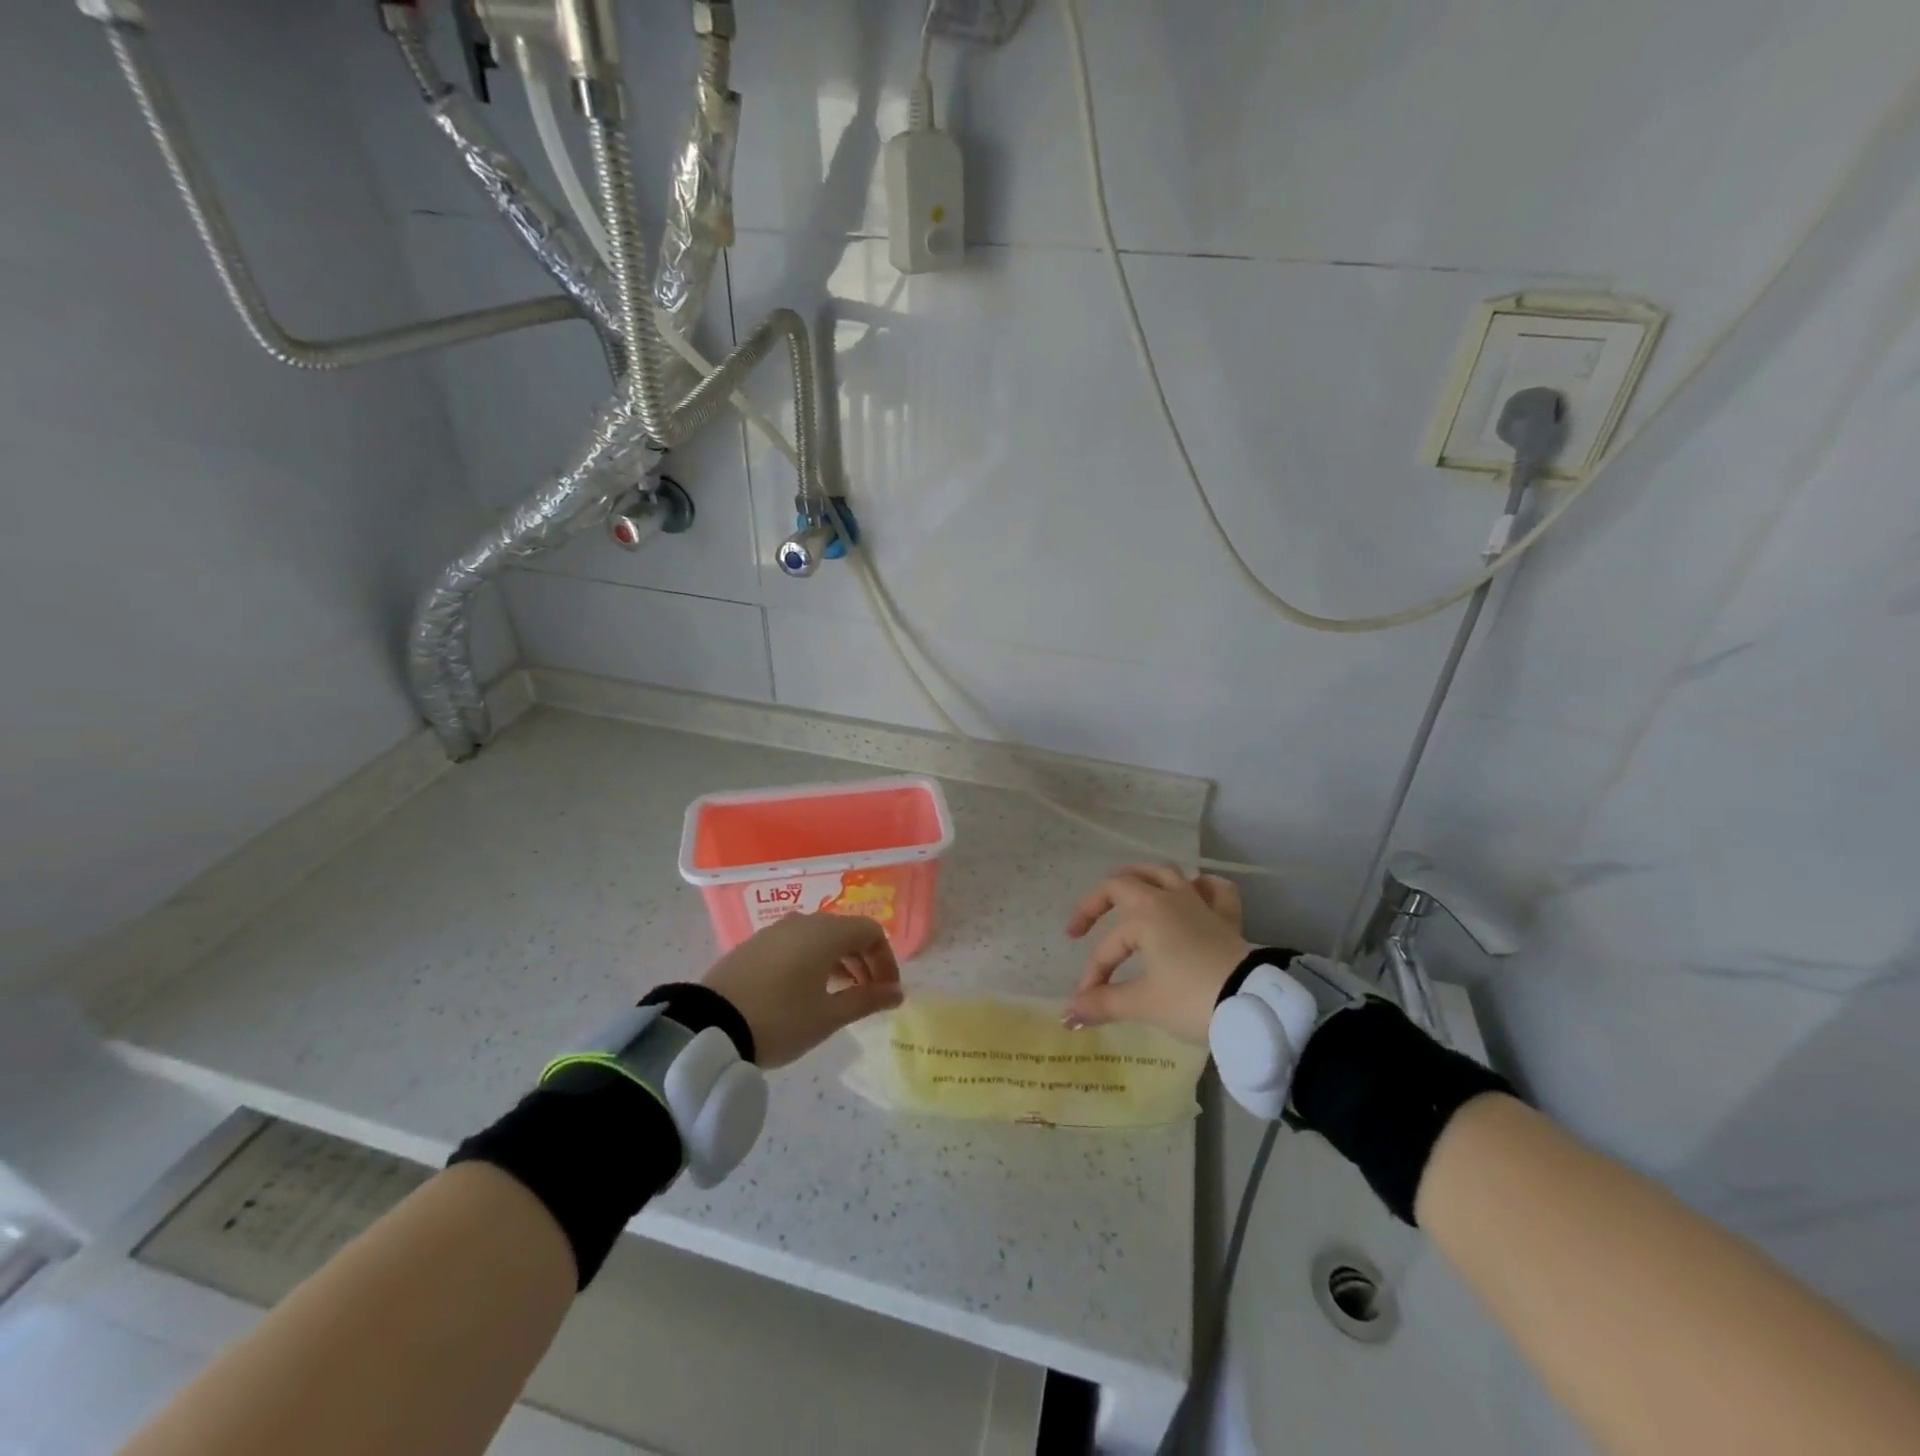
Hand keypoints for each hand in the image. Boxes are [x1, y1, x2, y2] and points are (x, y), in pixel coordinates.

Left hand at [701, 913, 903, 1067]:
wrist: (708, 1025)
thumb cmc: (780, 1019)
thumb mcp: (828, 1016)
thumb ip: (866, 1000)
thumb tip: (896, 993)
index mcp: (826, 932)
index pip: (871, 932)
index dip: (886, 960)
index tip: (887, 992)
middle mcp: (803, 921)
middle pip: (846, 932)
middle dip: (864, 962)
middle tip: (869, 996)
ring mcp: (775, 931)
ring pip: (819, 938)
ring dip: (838, 962)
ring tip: (840, 996)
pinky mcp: (754, 944)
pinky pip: (796, 944)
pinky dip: (812, 961)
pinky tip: (807, 991)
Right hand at [1062, 865, 1252, 1043]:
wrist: (1254, 1006)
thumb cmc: (1192, 999)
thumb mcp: (1143, 1004)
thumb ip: (1103, 1004)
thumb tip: (1067, 1014)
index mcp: (1144, 915)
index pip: (1107, 946)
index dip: (1093, 974)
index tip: (1087, 1002)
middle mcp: (1168, 899)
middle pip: (1123, 883)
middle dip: (1097, 904)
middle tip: (1082, 927)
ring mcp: (1199, 904)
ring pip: (1164, 873)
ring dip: (1141, 878)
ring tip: (1127, 889)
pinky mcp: (1225, 918)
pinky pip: (1214, 889)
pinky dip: (1200, 887)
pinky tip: (1193, 893)